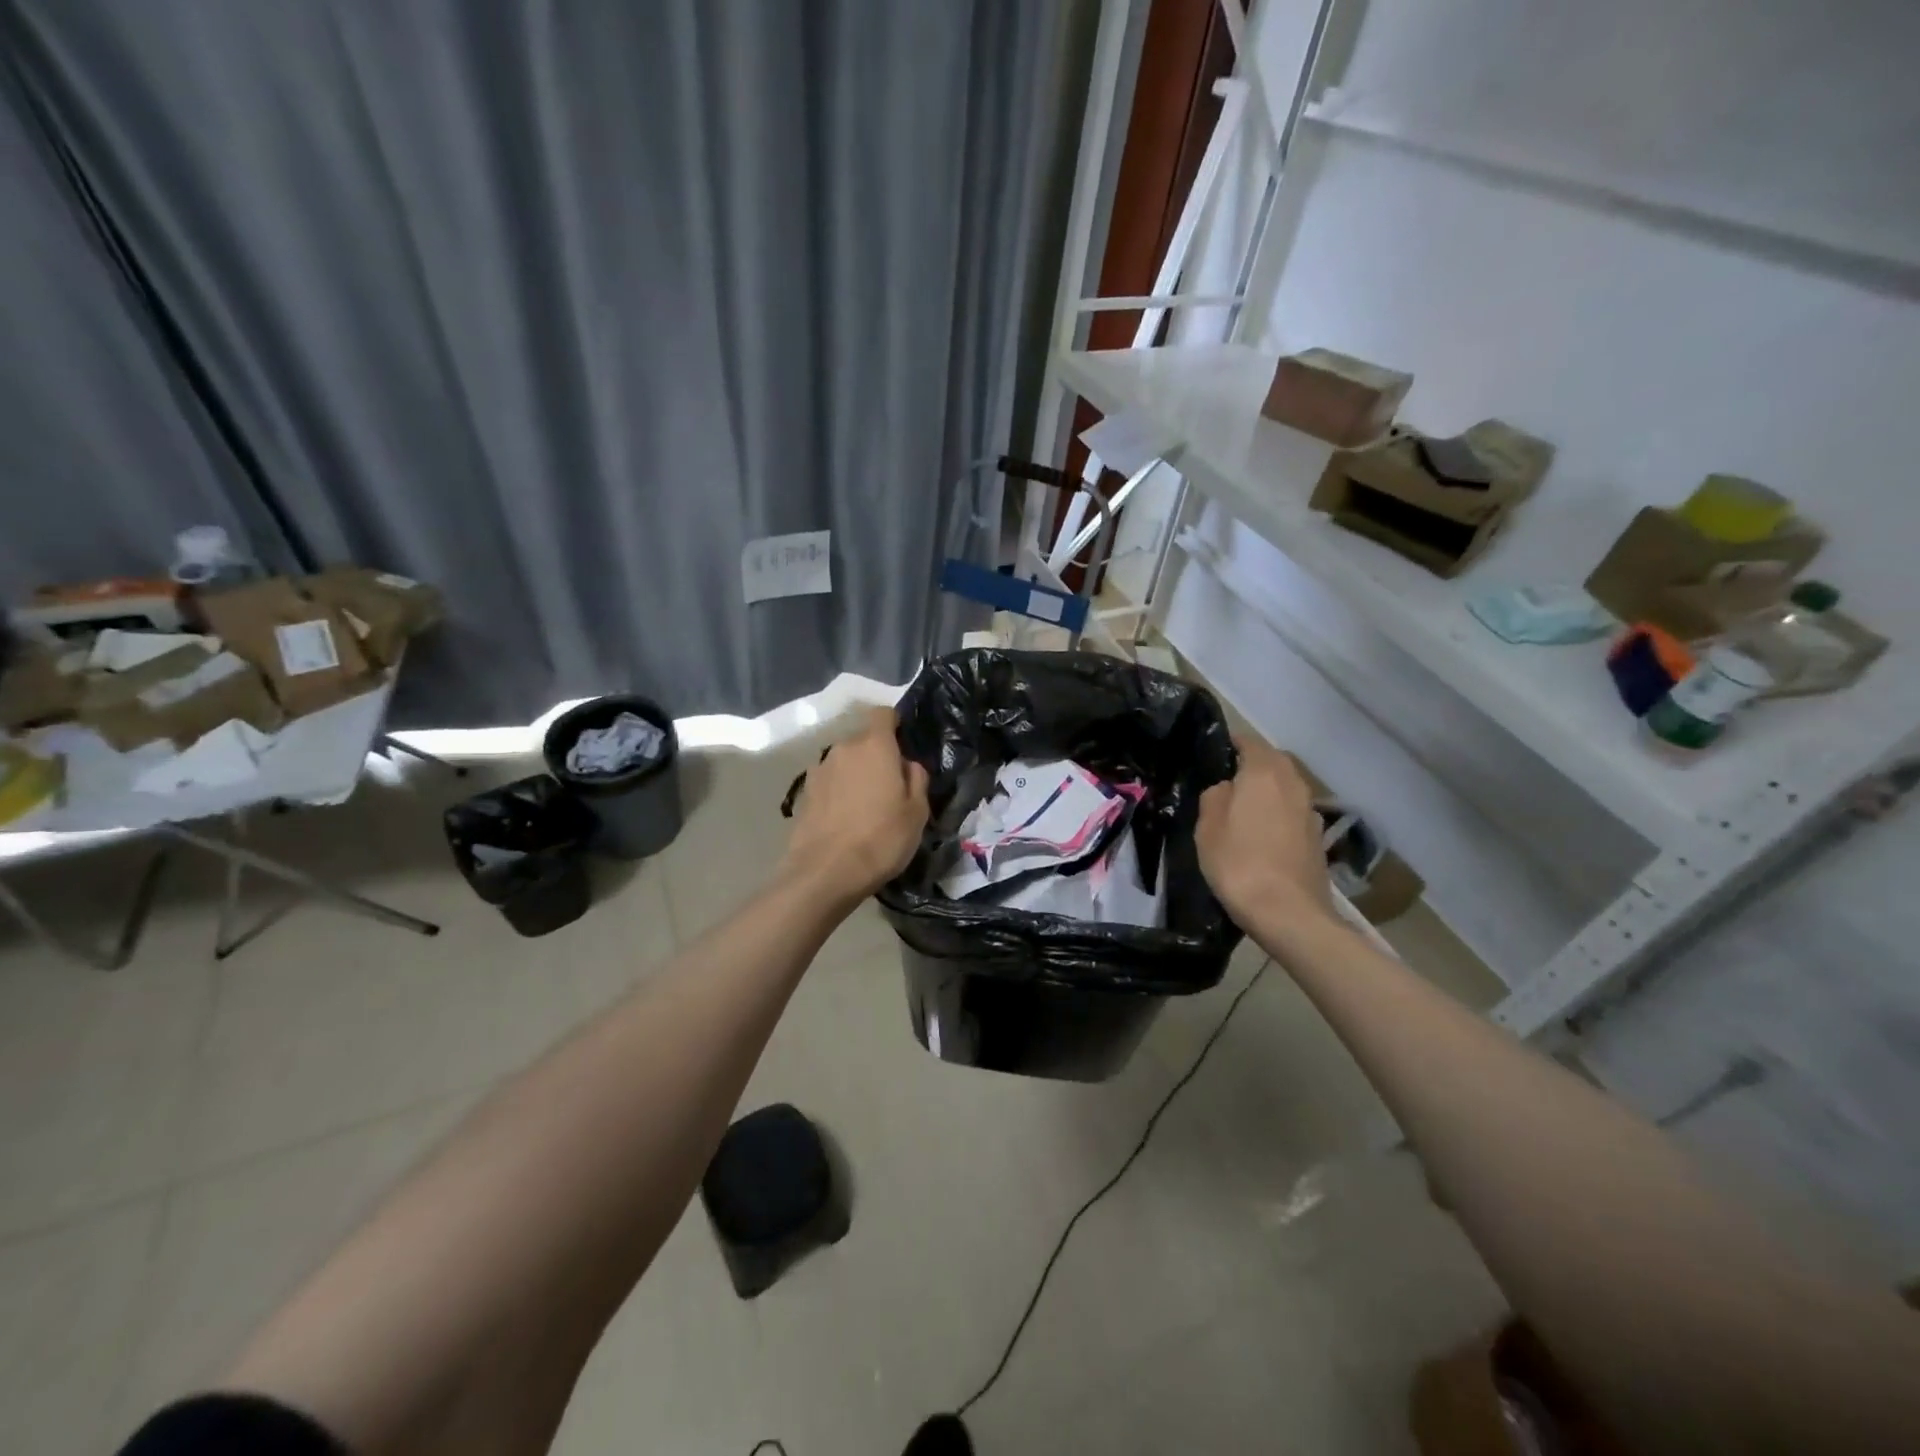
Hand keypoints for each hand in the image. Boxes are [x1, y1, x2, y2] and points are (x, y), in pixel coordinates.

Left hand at [782, 707, 929, 902]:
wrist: (825, 872)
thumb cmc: (881, 839)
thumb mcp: (917, 812)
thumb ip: (916, 779)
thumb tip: (907, 764)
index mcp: (874, 745)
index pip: (883, 714)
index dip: (895, 725)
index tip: (904, 746)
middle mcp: (843, 748)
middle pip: (864, 741)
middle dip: (877, 756)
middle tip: (891, 787)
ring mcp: (819, 769)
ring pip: (845, 762)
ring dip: (856, 775)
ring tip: (866, 807)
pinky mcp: (804, 792)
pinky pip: (830, 782)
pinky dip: (839, 792)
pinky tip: (846, 819)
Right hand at [1195, 734, 1333, 928]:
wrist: (1289, 914)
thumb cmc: (1239, 863)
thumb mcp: (1207, 827)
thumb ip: (1214, 797)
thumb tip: (1227, 789)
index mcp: (1264, 773)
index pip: (1249, 742)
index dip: (1231, 744)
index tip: (1214, 754)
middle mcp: (1293, 784)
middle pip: (1273, 763)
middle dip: (1252, 766)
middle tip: (1226, 783)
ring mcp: (1310, 811)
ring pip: (1285, 788)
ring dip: (1267, 792)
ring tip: (1243, 810)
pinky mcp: (1317, 838)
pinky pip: (1293, 813)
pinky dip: (1278, 815)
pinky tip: (1262, 836)